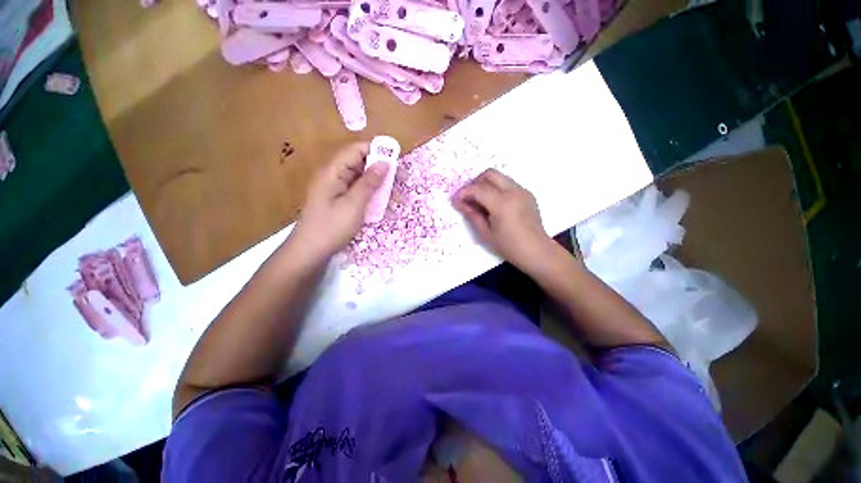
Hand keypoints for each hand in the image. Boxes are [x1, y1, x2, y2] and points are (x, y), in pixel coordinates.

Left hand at [290, 142, 387, 260]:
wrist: (310, 252)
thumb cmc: (332, 227)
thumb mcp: (354, 204)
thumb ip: (369, 182)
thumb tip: (385, 163)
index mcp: (334, 171)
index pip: (357, 150)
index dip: (377, 151)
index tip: (396, 160)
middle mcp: (335, 176)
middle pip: (361, 165)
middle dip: (382, 171)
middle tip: (402, 182)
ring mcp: (337, 190)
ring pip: (362, 181)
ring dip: (380, 187)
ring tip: (397, 198)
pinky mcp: (340, 202)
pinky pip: (359, 193)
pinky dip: (372, 197)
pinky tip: (384, 207)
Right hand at [452, 169, 551, 269]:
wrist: (537, 251)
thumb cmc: (510, 247)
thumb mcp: (486, 233)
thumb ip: (472, 215)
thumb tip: (459, 203)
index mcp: (502, 204)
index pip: (478, 189)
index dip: (464, 192)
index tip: (456, 200)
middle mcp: (514, 192)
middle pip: (489, 174)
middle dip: (475, 183)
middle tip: (468, 198)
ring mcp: (523, 191)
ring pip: (499, 177)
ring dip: (486, 185)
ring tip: (480, 201)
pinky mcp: (527, 194)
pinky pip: (508, 184)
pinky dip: (497, 189)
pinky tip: (494, 205)